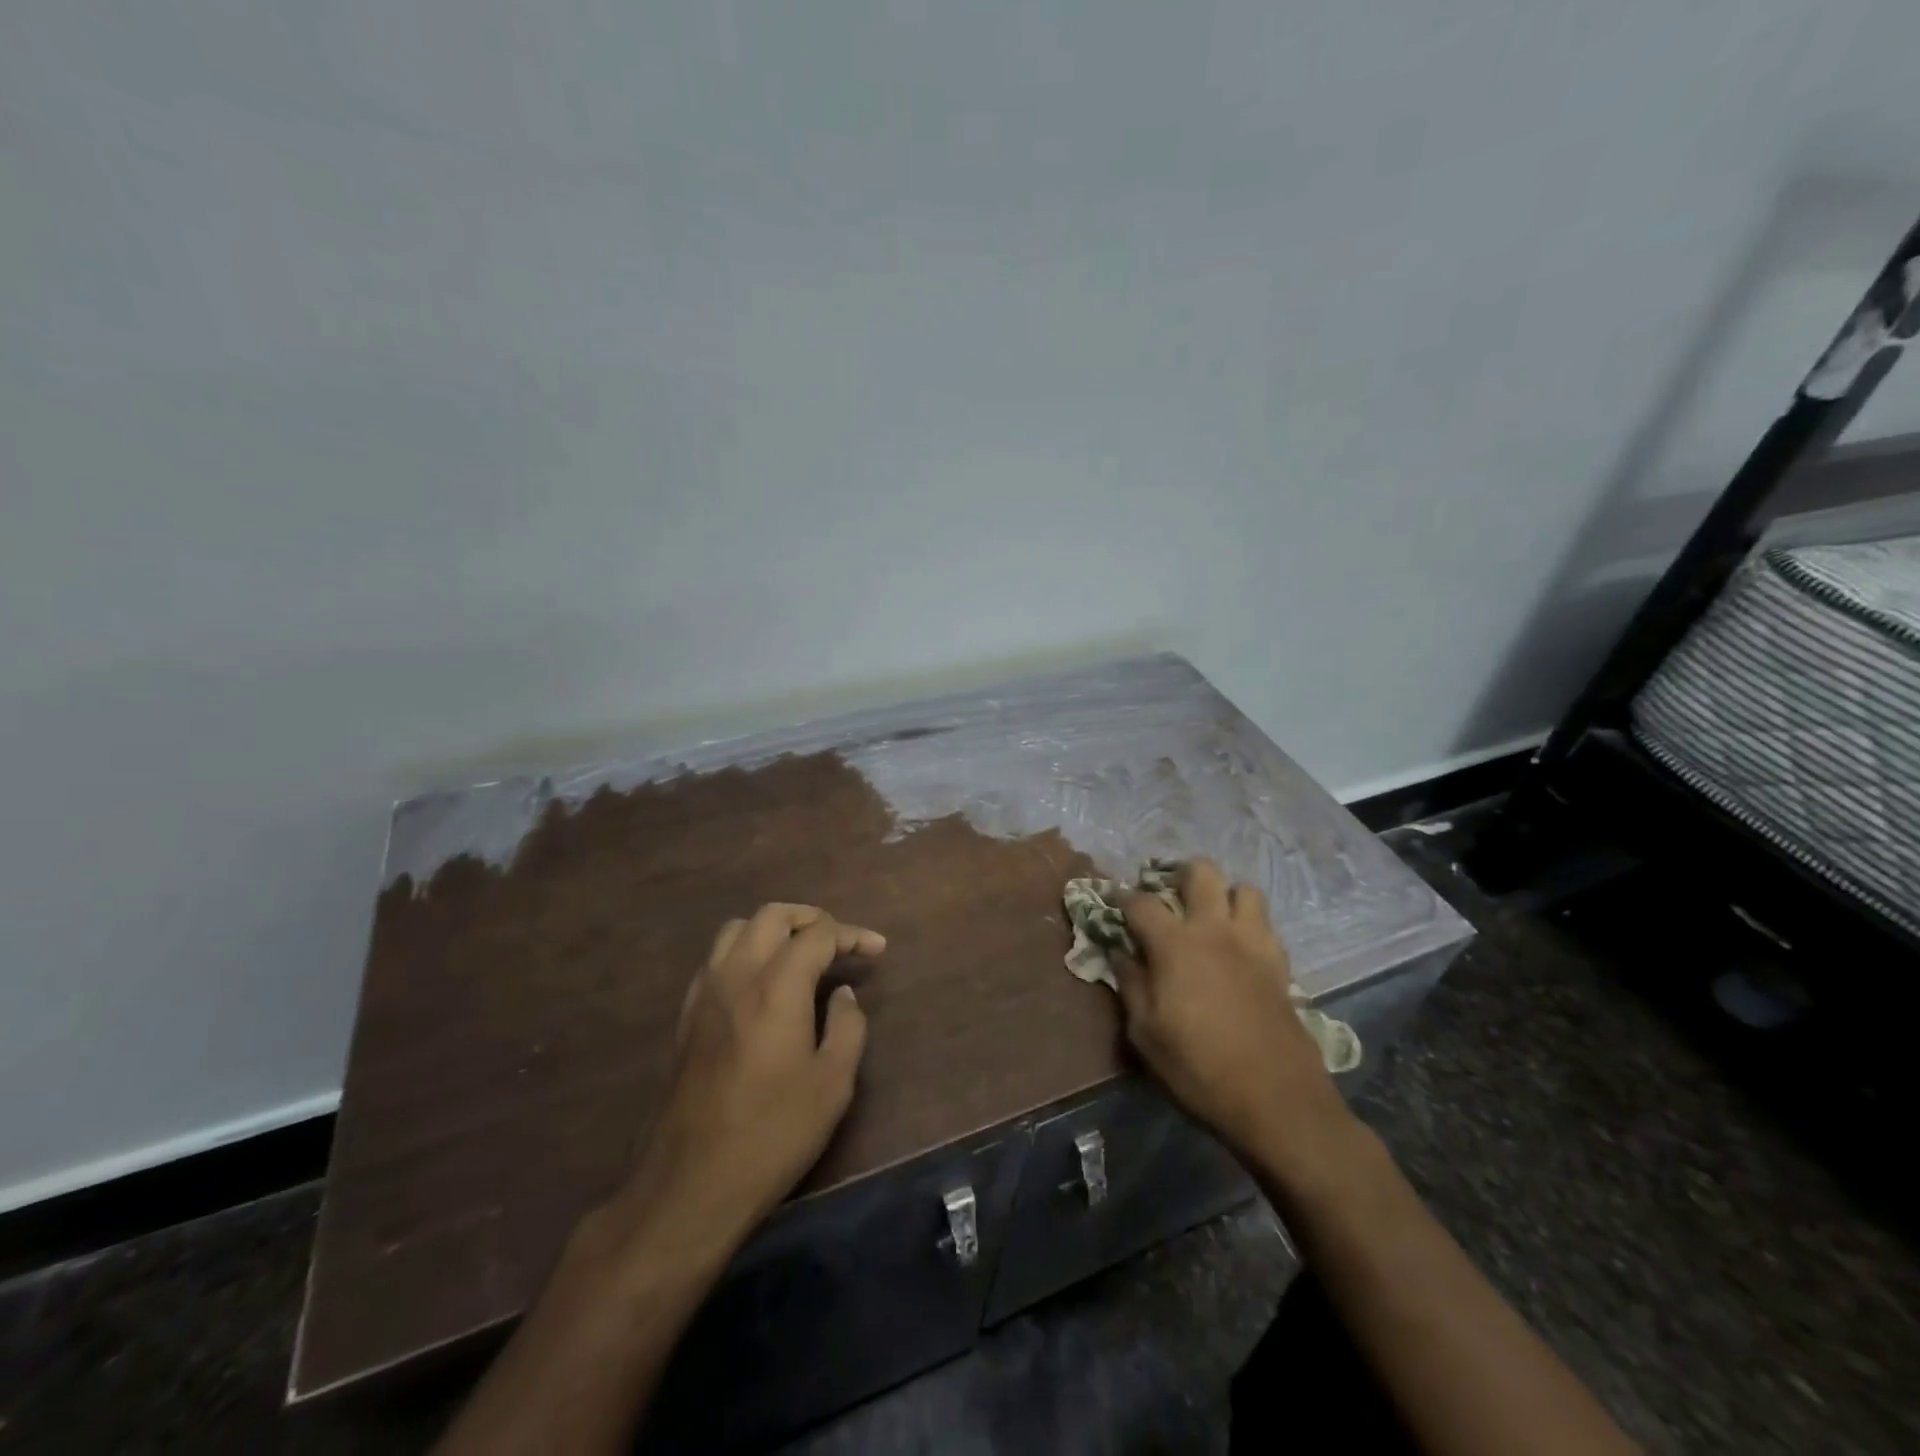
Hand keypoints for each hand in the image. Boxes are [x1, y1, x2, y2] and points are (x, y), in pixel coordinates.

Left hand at [610, 903, 884, 1253]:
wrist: (692, 1183)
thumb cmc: (773, 1133)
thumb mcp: (832, 1084)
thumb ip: (847, 1027)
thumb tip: (844, 995)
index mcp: (777, 987)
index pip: (818, 935)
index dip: (852, 935)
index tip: (876, 950)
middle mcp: (737, 975)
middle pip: (773, 916)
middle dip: (811, 918)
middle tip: (839, 941)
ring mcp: (705, 994)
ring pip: (738, 929)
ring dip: (773, 929)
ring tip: (800, 953)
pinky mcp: (687, 1017)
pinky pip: (716, 959)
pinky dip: (745, 951)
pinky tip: (760, 982)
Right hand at [1117, 859, 1350, 1163]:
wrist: (1277, 1100)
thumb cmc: (1199, 1069)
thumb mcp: (1146, 1034)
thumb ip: (1130, 985)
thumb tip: (1119, 953)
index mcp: (1176, 945)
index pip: (1142, 902)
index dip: (1123, 898)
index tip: (1115, 904)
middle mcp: (1215, 931)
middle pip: (1201, 872)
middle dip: (1180, 874)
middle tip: (1168, 896)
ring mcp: (1253, 943)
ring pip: (1243, 889)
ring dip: (1224, 895)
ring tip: (1210, 917)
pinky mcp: (1279, 963)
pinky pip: (1265, 924)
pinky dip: (1248, 924)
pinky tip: (1237, 949)